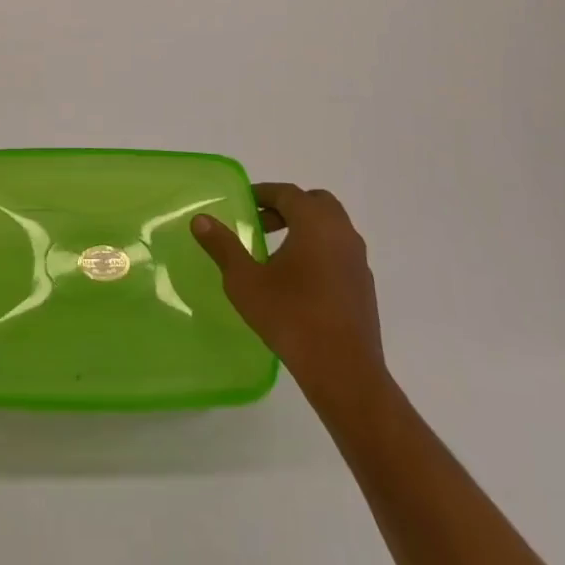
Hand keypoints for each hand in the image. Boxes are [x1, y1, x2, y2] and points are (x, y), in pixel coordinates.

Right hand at [191, 183, 387, 404]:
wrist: (344, 371)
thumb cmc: (291, 318)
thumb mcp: (245, 282)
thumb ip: (223, 247)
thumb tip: (200, 220)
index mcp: (315, 223)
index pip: (288, 193)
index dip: (263, 194)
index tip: (244, 204)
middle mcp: (342, 233)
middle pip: (315, 203)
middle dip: (288, 207)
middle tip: (261, 224)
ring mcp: (358, 259)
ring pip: (332, 227)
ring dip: (306, 228)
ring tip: (277, 253)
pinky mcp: (364, 285)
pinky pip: (340, 251)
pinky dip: (320, 249)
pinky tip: (301, 280)